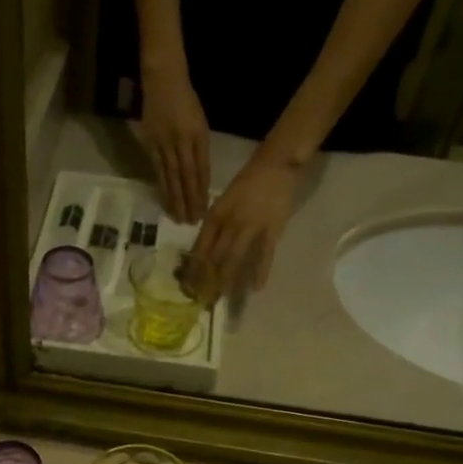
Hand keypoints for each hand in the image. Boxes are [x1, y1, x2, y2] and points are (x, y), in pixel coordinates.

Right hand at [140, 61, 211, 222]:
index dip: (202, 190)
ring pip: (170, 176)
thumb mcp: (201, 123)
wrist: (163, 80)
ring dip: (175, 199)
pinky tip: (164, 199)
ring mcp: (163, 143)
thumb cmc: (186, 101)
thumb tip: (199, 177)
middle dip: (189, 200)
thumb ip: (200, 149)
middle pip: (186, 177)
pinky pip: (157, 170)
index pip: (201, 169)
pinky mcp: (149, 144)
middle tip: (191, 221)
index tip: (204, 209)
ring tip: (178, 217)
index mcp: (197, 135)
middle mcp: (181, 141)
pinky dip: (162, 186)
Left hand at [185, 154, 302, 305]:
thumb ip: (215, 225)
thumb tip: (202, 250)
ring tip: (219, 297)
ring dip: (225, 279)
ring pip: (234, 258)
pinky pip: (265, 255)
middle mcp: (230, 222)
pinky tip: (256, 288)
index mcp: (216, 214)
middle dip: (205, 279)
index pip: (200, 245)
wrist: (275, 165)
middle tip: (200, 298)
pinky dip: (260, 272)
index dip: (193, 266)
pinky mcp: (272, 230)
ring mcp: (252, 227)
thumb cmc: (247, 183)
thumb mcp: (224, 201)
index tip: (187, 284)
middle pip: (214, 256)